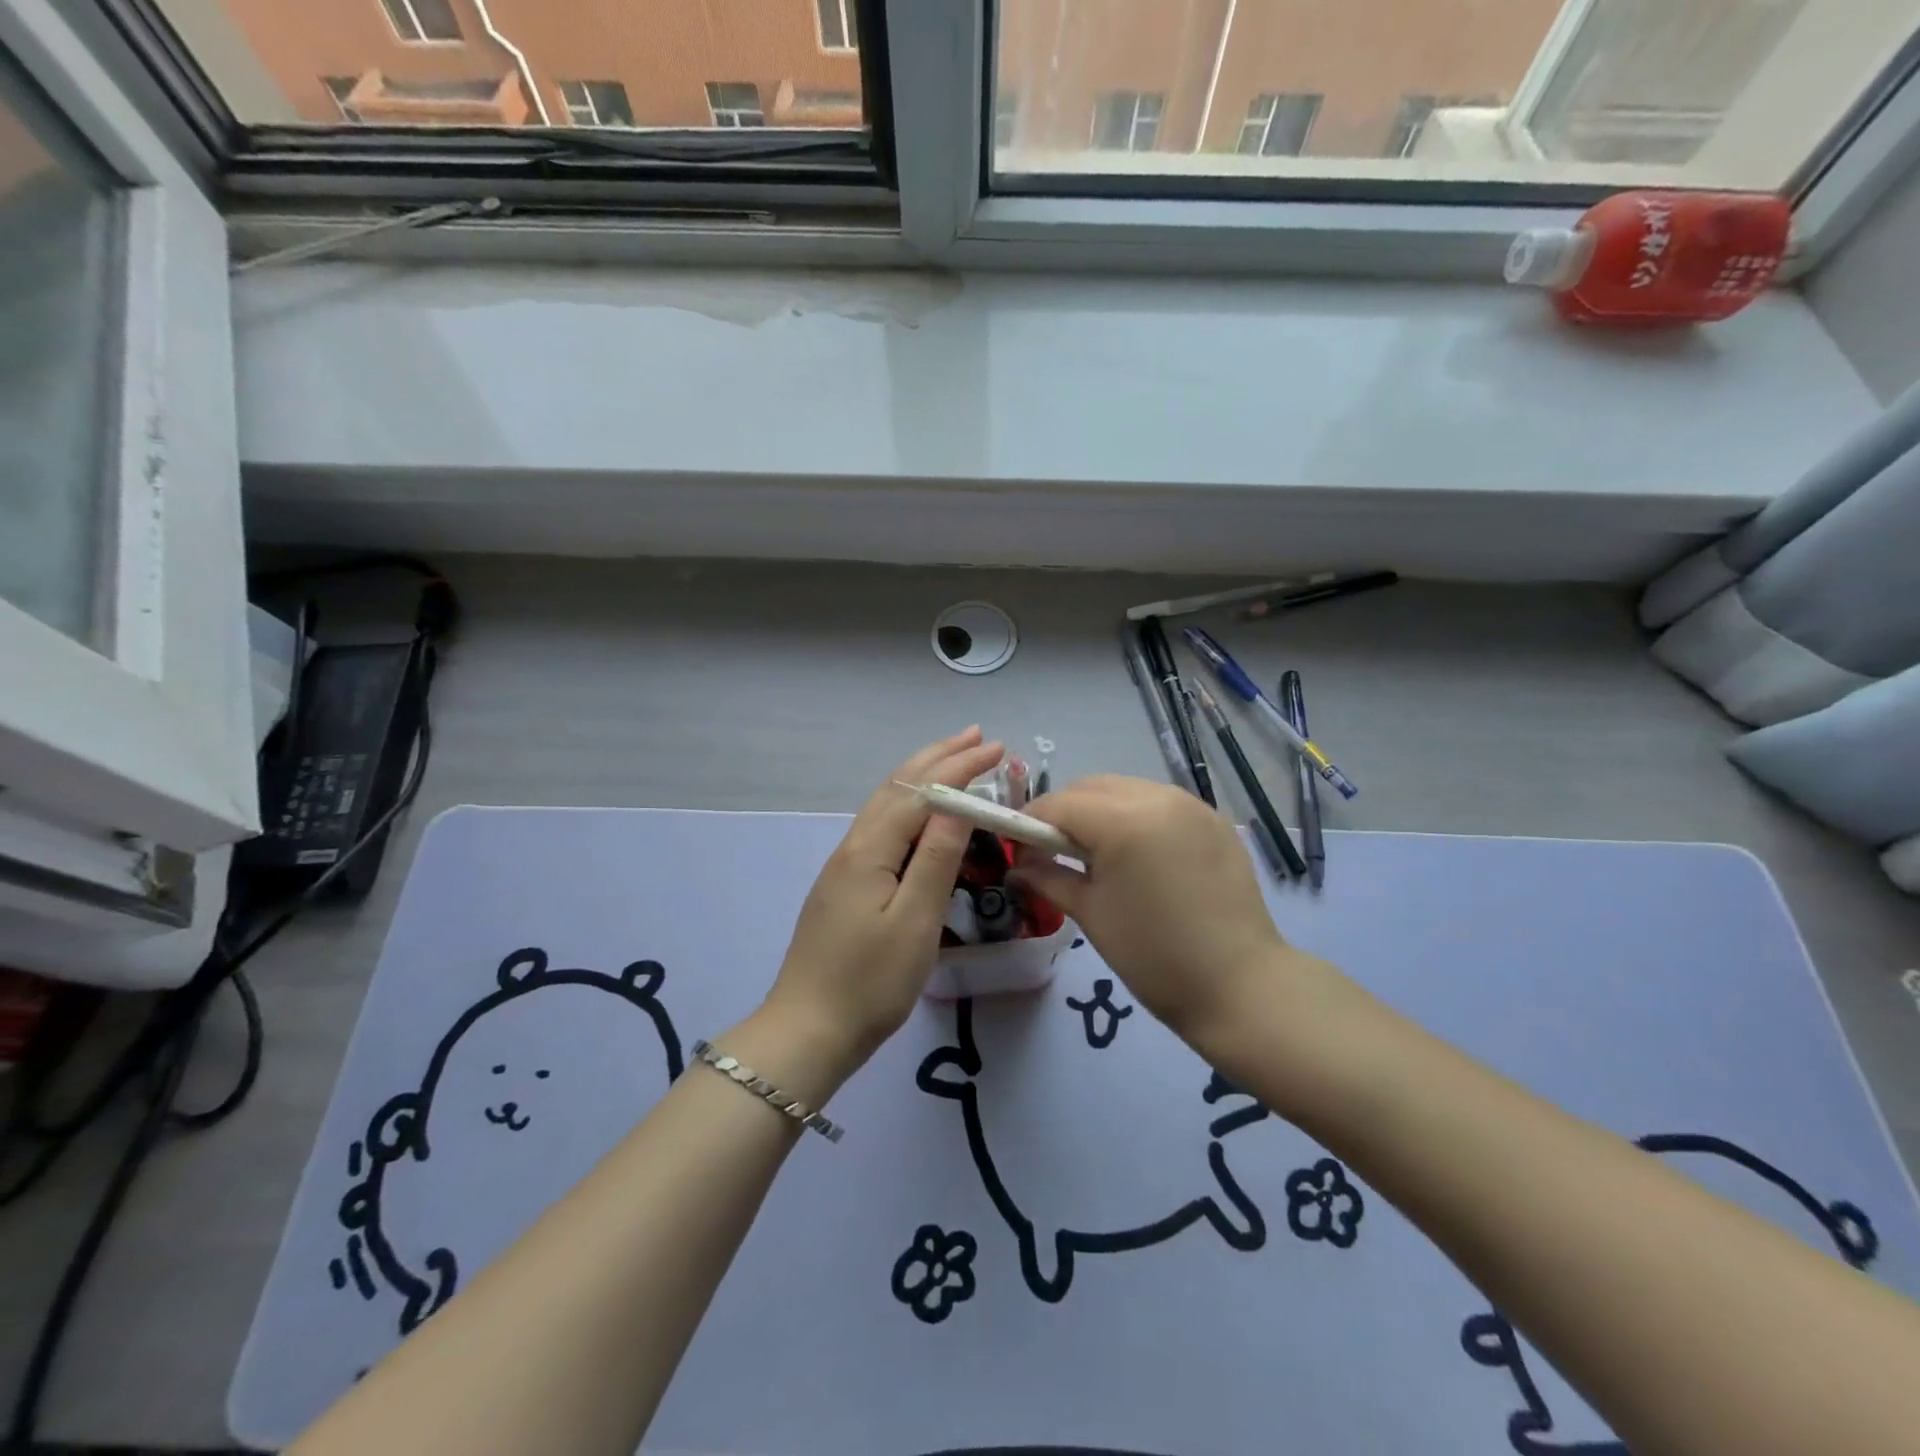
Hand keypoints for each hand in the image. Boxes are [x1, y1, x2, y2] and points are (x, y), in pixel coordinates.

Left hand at [760, 728, 1005, 1085]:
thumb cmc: (870, 983)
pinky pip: (883, 827)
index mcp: (870, 850)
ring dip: (922, 777)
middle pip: (898, 787)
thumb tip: (958, 802)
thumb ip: (937, 858)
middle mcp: (854, 846)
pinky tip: (921, 814)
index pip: (921, 793)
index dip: (960, 767)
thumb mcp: (915, 922)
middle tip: (976, 736)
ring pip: (887, 804)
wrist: (808, 1031)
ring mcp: (846, 865)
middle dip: (938, 757)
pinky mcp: (846, 885)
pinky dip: (910, 805)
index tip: (997, 747)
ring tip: (954, 759)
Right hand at [1014, 775, 1296, 1040]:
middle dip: (1065, 812)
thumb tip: (1019, 866)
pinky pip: (1160, 803)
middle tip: (1053, 851)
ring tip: (1096, 853)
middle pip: (1092, 788)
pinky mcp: (1214, 820)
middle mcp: (1158, 798)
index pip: (1060, 804)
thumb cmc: (1153, 956)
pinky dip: (1136, 816)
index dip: (1031, 821)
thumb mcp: (1091, 914)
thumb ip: (1048, 878)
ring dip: (1101, 810)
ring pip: (1127, 790)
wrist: (1240, 986)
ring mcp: (1191, 805)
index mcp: (1123, 821)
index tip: (1019, 847)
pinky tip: (1137, 854)